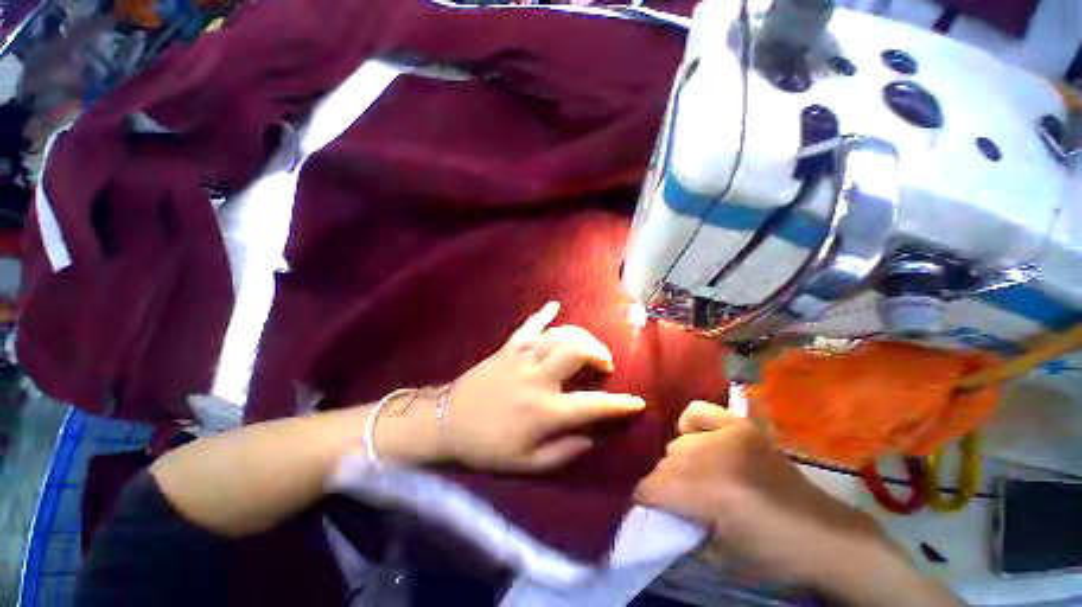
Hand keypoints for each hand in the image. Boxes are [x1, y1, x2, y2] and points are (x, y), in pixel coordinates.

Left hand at [377, 302, 644, 471]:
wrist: (445, 422)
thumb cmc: (487, 446)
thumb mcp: (527, 464)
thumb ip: (564, 452)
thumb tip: (592, 436)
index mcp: (544, 410)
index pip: (593, 406)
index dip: (620, 405)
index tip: (638, 401)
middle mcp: (537, 378)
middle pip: (577, 352)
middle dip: (599, 354)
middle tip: (604, 364)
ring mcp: (521, 358)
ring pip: (559, 335)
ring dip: (580, 337)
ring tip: (588, 346)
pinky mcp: (507, 348)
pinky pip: (529, 326)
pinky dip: (543, 314)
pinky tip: (554, 304)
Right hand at [635, 402, 957, 605]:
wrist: (825, 536)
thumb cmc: (772, 555)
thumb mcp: (718, 556)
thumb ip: (680, 528)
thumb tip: (654, 511)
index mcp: (711, 493)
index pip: (654, 486)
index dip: (643, 499)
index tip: (644, 507)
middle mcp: (716, 457)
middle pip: (665, 464)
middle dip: (663, 484)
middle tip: (674, 500)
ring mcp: (730, 435)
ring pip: (678, 443)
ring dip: (678, 463)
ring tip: (693, 477)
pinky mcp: (741, 425)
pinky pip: (698, 411)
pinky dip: (690, 424)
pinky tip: (700, 440)